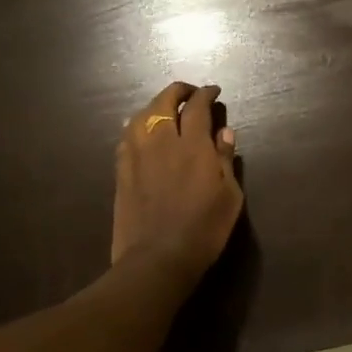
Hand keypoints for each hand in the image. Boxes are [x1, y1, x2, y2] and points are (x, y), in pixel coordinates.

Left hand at [111, 81, 243, 280]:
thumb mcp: (229, 196)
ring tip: (164, 110)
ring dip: (154, 106)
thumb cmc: (203, 229)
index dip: (205, 94)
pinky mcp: (121, 172)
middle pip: (163, 103)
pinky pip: (126, 137)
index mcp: (193, 146)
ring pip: (139, 116)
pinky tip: (141, 132)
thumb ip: (225, 159)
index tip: (213, 92)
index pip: (197, 107)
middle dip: (177, 92)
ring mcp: (137, 156)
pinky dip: (136, 126)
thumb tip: (224, 131)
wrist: (157, 259)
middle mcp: (162, 143)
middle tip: (189, 93)